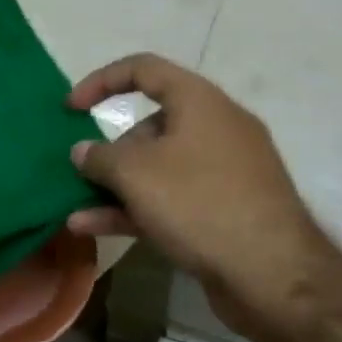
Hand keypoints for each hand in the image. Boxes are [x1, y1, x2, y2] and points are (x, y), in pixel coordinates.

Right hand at [64, 54, 336, 336]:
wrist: (271, 272)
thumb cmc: (200, 203)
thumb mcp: (137, 174)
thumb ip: (101, 157)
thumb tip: (82, 151)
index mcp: (200, 101)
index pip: (144, 69)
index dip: (101, 81)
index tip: (70, 108)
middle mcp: (215, 128)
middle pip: (151, 126)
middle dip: (110, 151)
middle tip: (82, 176)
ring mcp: (223, 172)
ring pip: (159, 168)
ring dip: (116, 187)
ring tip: (76, 209)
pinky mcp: (225, 210)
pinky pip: (173, 198)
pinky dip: (138, 208)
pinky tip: (96, 229)